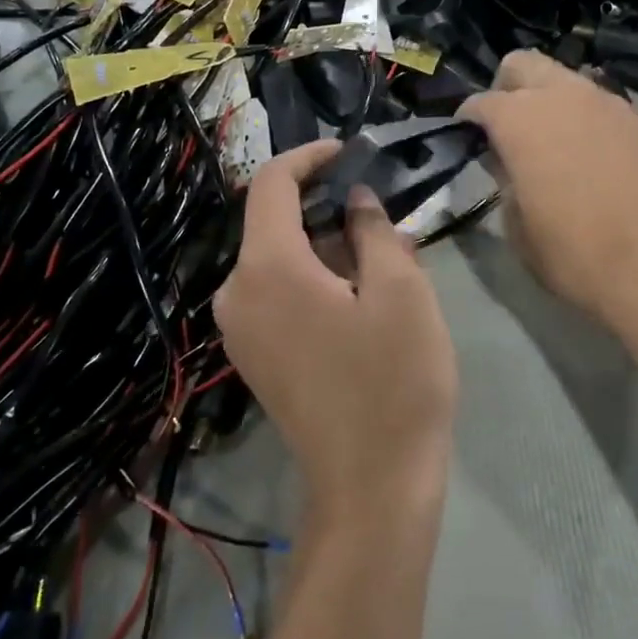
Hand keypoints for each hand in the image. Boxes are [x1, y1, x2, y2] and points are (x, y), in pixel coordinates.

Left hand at [214, 142, 457, 518]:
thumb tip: (354, 199)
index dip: (310, 158)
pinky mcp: (253, 356)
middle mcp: (236, 292)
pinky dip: (312, 276)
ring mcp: (239, 329)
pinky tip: (358, 292)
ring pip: (277, 259)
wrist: (372, 486)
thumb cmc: (394, 380)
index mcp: (267, 268)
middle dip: (324, 206)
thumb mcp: (400, 291)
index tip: (350, 152)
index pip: (272, 184)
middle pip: (273, 222)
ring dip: (324, 244)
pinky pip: (276, 293)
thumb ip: (372, 230)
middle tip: (380, 209)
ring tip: (380, 251)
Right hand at [460, 51, 637, 330]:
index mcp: (520, 119)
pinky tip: (586, 152)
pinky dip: (582, 116)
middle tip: (506, 128)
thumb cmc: (570, 253)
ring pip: (564, 78)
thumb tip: (507, 160)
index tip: (466, 138)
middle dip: (507, 89)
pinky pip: (597, 101)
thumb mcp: (515, 224)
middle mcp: (562, 96)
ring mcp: (605, 102)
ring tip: (549, 140)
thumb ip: (504, 178)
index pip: (481, 102)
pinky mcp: (636, 120)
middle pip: (522, 64)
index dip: (467, 119)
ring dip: (548, 99)